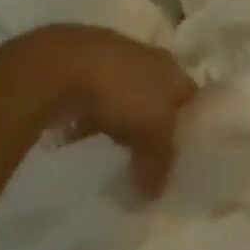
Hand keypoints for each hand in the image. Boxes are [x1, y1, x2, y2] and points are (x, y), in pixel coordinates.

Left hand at [0, 25, 196, 196]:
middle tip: (150, 155)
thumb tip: (155, 193)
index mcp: (171, 66)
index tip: (185, 153)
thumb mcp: (152, 133)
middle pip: (157, 95)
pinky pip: (91, 98)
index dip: (191, 124)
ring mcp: (109, 58)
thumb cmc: (121, 92)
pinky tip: (80, 137)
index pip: (190, 95)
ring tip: (115, 149)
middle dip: (153, 122)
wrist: (59, 64)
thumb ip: (160, 162)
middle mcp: (145, 56)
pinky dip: (89, 117)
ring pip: (123, 95)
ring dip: (120, 119)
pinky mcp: (77, 66)